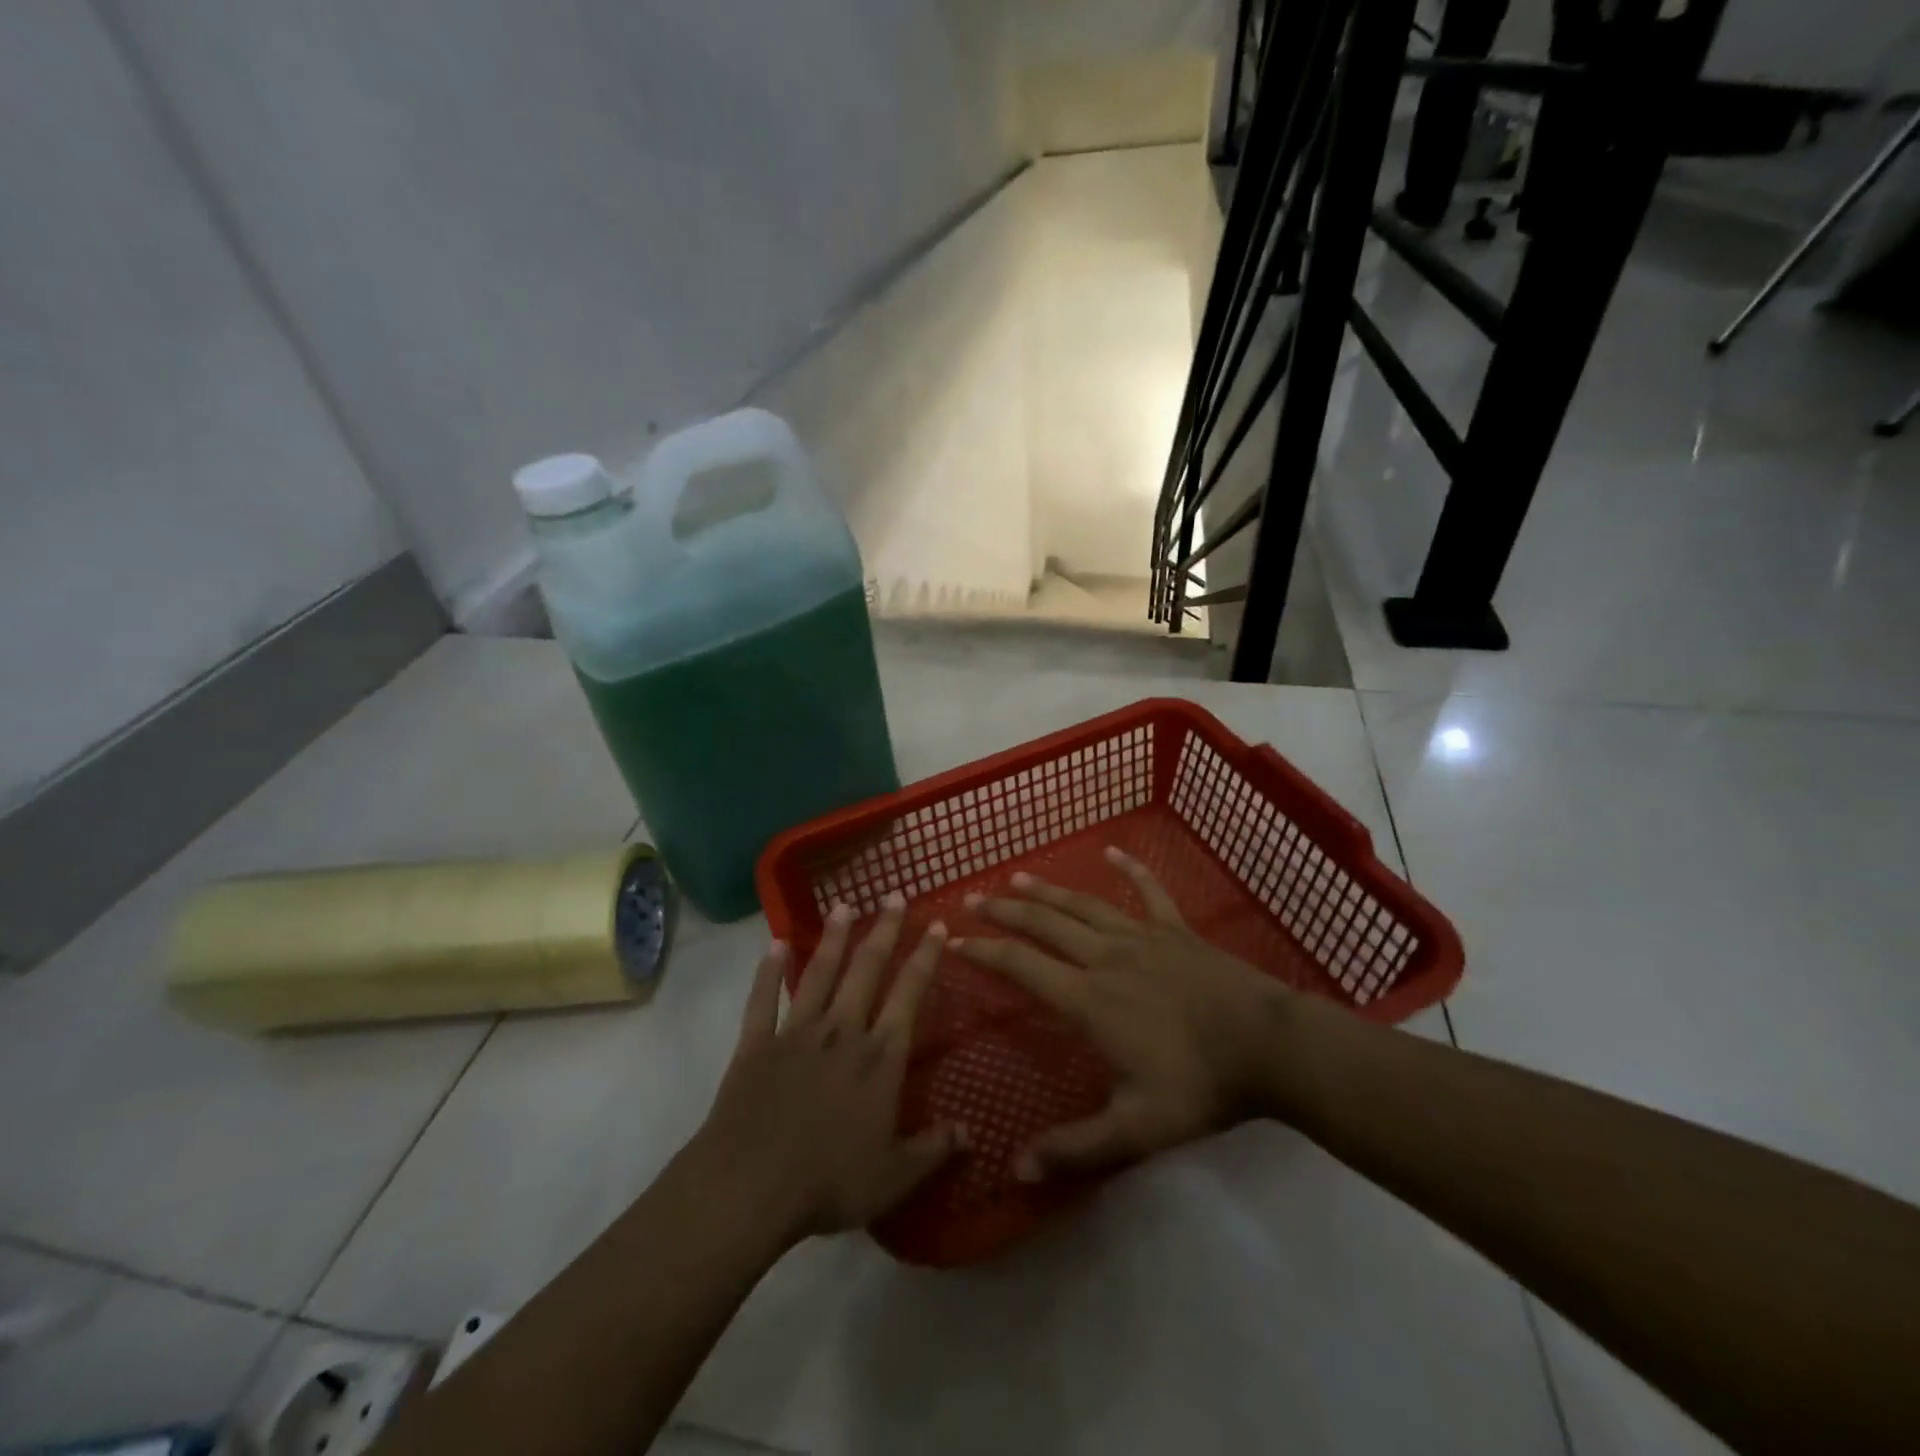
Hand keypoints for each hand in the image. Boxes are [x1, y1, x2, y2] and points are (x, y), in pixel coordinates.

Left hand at [694, 894, 962, 1245]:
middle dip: (884, 930)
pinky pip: (763, 999)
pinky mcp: (757, 1043)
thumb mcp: (893, 1178)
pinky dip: (768, 971)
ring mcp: (796, 1032)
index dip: (925, 958)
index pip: (909, 994)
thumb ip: (933, 1151)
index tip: (936, 925)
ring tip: (844, 905)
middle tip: (893, 895)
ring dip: (834, 938)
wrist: (749, 1186)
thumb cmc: (828, 1182)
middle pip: (867, 970)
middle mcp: (842, 1031)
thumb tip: (971, 1134)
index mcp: (880, 1058)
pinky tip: (775, 943)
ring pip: (820, 973)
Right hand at [953, 847, 1292, 1181]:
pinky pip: (1149, 891)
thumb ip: (1076, 1149)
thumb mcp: (1135, 1129)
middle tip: (974, 899)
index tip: (954, 942)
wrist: (1269, 1047)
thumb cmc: (1199, 1085)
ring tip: (1018, 877)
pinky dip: (1130, 869)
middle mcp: (1105, 958)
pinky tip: (1113, 850)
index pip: (1022, 967)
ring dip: (1048, 889)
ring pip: (1084, 905)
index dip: (985, 953)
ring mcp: (1142, 937)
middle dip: (1005, 911)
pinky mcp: (1176, 930)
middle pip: (1045, 925)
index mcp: (1088, 999)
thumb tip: (1017, 1171)